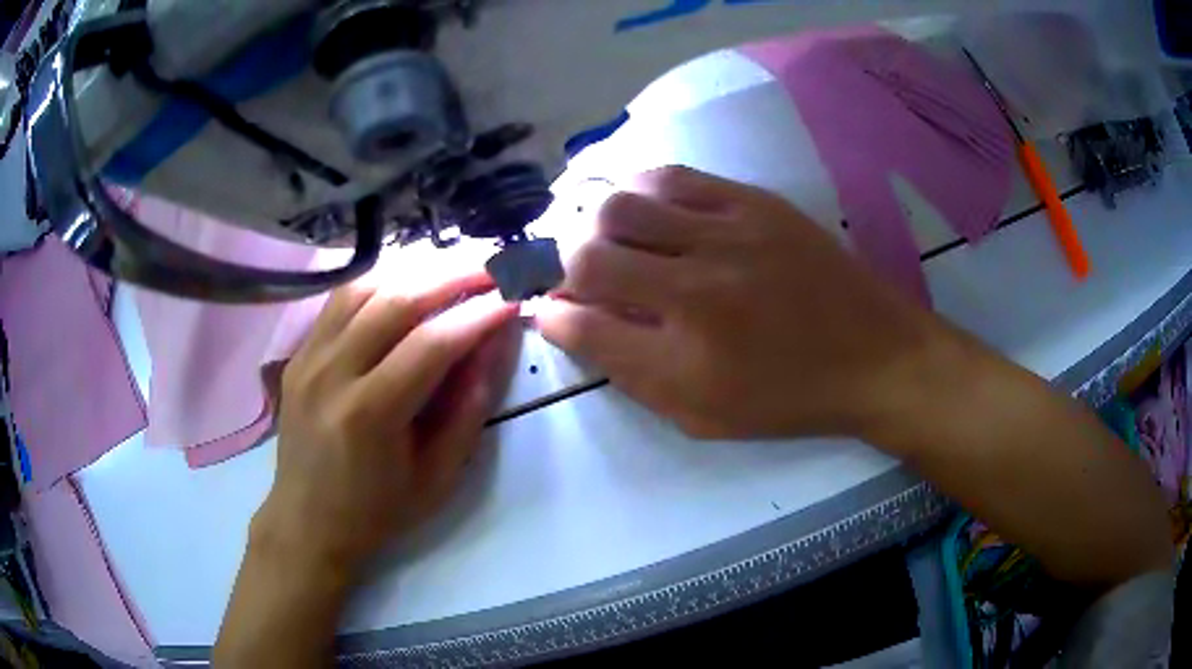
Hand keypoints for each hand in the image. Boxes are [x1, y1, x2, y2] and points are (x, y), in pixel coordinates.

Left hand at [254, 272, 519, 575]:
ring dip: (415, 269)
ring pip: (365, 286)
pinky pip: (341, 298)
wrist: (307, 521)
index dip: (478, 315)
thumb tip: (495, 344)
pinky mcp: (299, 353)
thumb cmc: (378, 511)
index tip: (513, 297)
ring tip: (455, 267)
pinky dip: (381, 280)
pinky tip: (408, 280)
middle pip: (396, 299)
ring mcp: (309, 357)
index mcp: (369, 415)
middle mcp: (332, 373)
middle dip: (452, 274)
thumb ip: (469, 408)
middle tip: (492, 265)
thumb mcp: (438, 476)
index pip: (431, 344)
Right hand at [537, 166, 947, 439]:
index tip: (550, 310)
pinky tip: (645, 206)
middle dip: (562, 265)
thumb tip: (569, 324)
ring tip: (608, 237)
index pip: (582, 326)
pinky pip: (672, 176)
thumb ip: (629, 372)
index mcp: (685, 361)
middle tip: (576, 274)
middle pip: (588, 255)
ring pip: (620, 203)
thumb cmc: (788, 398)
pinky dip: (640, 189)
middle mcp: (697, 291)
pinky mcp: (754, 202)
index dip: (552, 316)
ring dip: (596, 222)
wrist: (874, 354)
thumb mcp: (702, 416)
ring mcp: (728, 235)